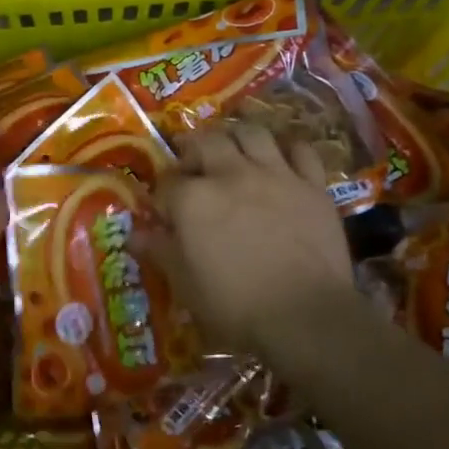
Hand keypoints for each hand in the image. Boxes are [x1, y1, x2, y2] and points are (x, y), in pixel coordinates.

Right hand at [148, 121, 353, 351]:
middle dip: (193, 149)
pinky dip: (289, 150)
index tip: (163, 209)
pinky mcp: (313, 186)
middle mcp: (231, 174)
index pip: (167, 183)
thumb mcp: (184, 283)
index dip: (162, 194)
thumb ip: (159, 251)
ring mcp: (276, 175)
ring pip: (253, 133)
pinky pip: (302, 151)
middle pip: (206, 142)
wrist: (306, 315)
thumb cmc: (234, 304)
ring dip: (237, 136)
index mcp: (193, 198)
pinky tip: (282, 159)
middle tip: (191, 163)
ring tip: (232, 147)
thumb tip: (135, 234)